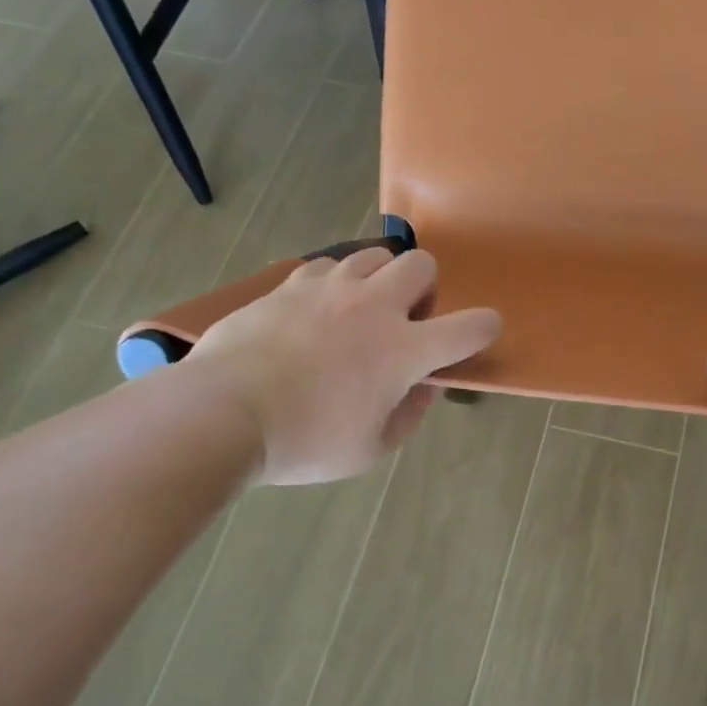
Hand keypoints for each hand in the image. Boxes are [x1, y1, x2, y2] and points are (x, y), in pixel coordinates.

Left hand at [188, 248, 499, 484]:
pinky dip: (334, 285)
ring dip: (380, 281)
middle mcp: (375, 306)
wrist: (222, 414)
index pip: (471, 326)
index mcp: (404, 350)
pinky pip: (327, 266)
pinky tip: (316, 313)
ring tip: (358, 313)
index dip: (485, 328)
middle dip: (425, 290)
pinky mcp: (290, 284)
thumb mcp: (369, 449)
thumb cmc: (304, 442)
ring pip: (375, 256)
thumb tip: (422, 388)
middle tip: (403, 323)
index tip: (477, 336)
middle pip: (423, 265)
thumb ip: (408, 414)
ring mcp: (331, 288)